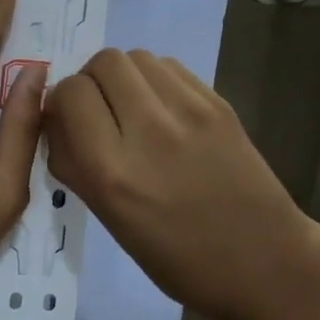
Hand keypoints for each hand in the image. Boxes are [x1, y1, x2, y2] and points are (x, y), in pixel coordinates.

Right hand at [45, 49, 317, 319]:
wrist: (263, 263)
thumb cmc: (176, 258)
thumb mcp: (108, 219)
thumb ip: (73, 165)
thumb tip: (55, 123)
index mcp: (112, 172)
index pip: (69, 94)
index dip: (60, 102)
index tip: (67, 122)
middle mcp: (148, 131)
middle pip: (103, 62)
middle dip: (90, 81)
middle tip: (98, 112)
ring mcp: (189, 112)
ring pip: (137, 56)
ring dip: (122, 76)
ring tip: (130, 109)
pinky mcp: (219, 105)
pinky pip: (170, 68)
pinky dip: (154, 80)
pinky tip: (162, 112)